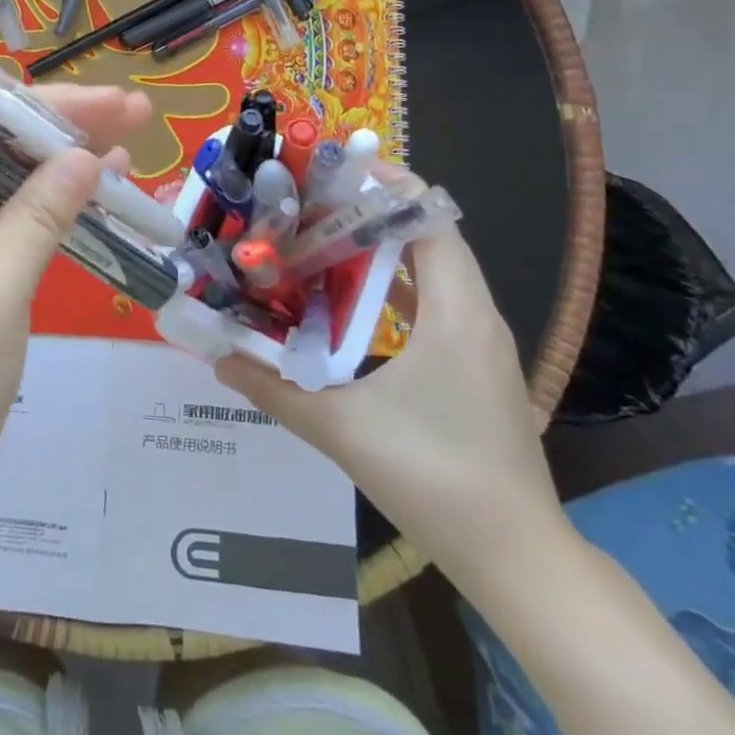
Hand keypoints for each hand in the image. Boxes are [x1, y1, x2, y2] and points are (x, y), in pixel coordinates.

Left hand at [0, 80, 149, 543]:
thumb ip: (37, 218)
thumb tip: (88, 154)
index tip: (37, 95)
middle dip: (45, 117)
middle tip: (119, 103)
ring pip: (4, 166)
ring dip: (63, 149)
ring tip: (133, 126)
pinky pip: (18, 208)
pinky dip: (60, 194)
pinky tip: (112, 180)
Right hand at [215, 178, 567, 579]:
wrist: (518, 560)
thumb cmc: (435, 478)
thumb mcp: (342, 429)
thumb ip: (273, 389)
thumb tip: (217, 358)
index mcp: (455, 313)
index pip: (429, 218)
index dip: (384, 186)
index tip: (329, 174)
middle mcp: (474, 314)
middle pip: (426, 235)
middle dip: (368, 212)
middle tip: (306, 207)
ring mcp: (478, 342)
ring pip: (430, 269)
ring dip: (378, 249)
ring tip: (317, 241)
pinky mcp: (473, 367)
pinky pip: (432, 303)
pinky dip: (392, 286)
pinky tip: (347, 299)